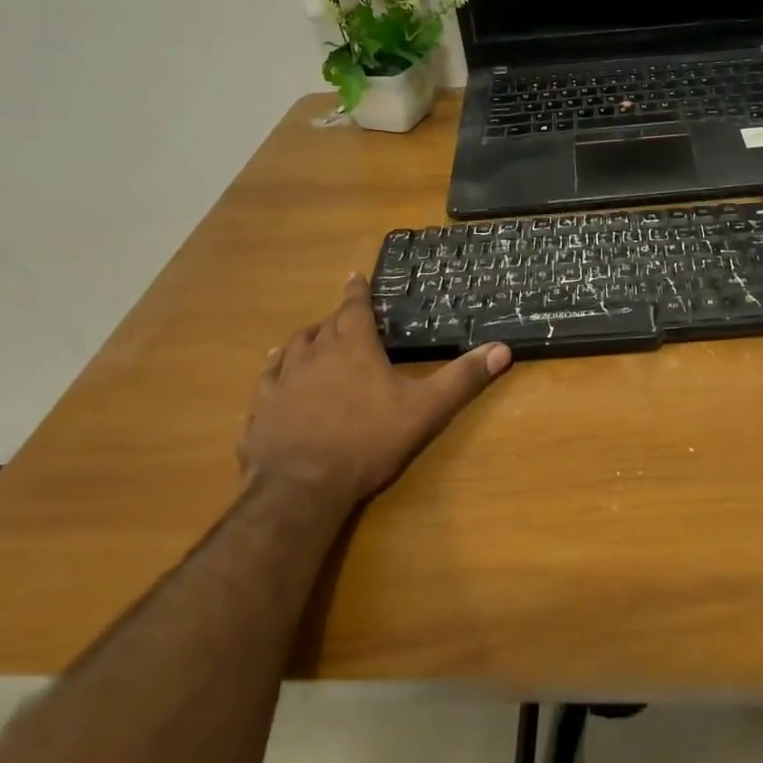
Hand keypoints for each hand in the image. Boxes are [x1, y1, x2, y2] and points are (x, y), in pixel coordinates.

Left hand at [237, 275, 512, 507]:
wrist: (301, 487)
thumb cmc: (367, 441)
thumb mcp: (425, 409)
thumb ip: (462, 378)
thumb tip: (503, 349)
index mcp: (351, 347)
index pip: (353, 307)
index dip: (357, 290)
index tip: (355, 275)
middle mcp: (311, 354)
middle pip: (322, 325)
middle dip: (335, 319)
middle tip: (344, 319)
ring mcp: (280, 381)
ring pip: (290, 349)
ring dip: (303, 341)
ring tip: (308, 341)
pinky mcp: (260, 410)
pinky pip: (266, 382)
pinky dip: (274, 374)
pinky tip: (274, 381)